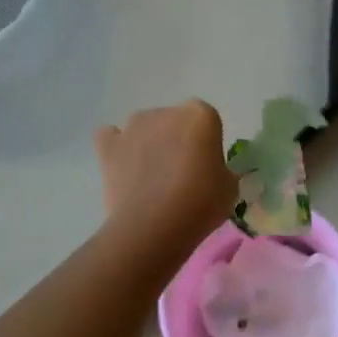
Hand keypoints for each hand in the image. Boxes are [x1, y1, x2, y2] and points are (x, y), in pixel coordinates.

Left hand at [93, 100, 237, 249]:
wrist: (154, 225)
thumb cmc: (201, 203)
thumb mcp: (229, 188)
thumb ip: (220, 170)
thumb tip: (210, 173)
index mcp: (200, 115)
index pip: (205, 120)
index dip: (205, 142)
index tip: (206, 166)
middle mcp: (165, 112)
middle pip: (173, 121)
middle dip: (176, 141)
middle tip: (179, 174)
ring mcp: (133, 127)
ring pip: (143, 128)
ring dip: (147, 144)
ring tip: (149, 177)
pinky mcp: (108, 146)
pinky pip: (110, 137)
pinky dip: (115, 147)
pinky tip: (122, 167)